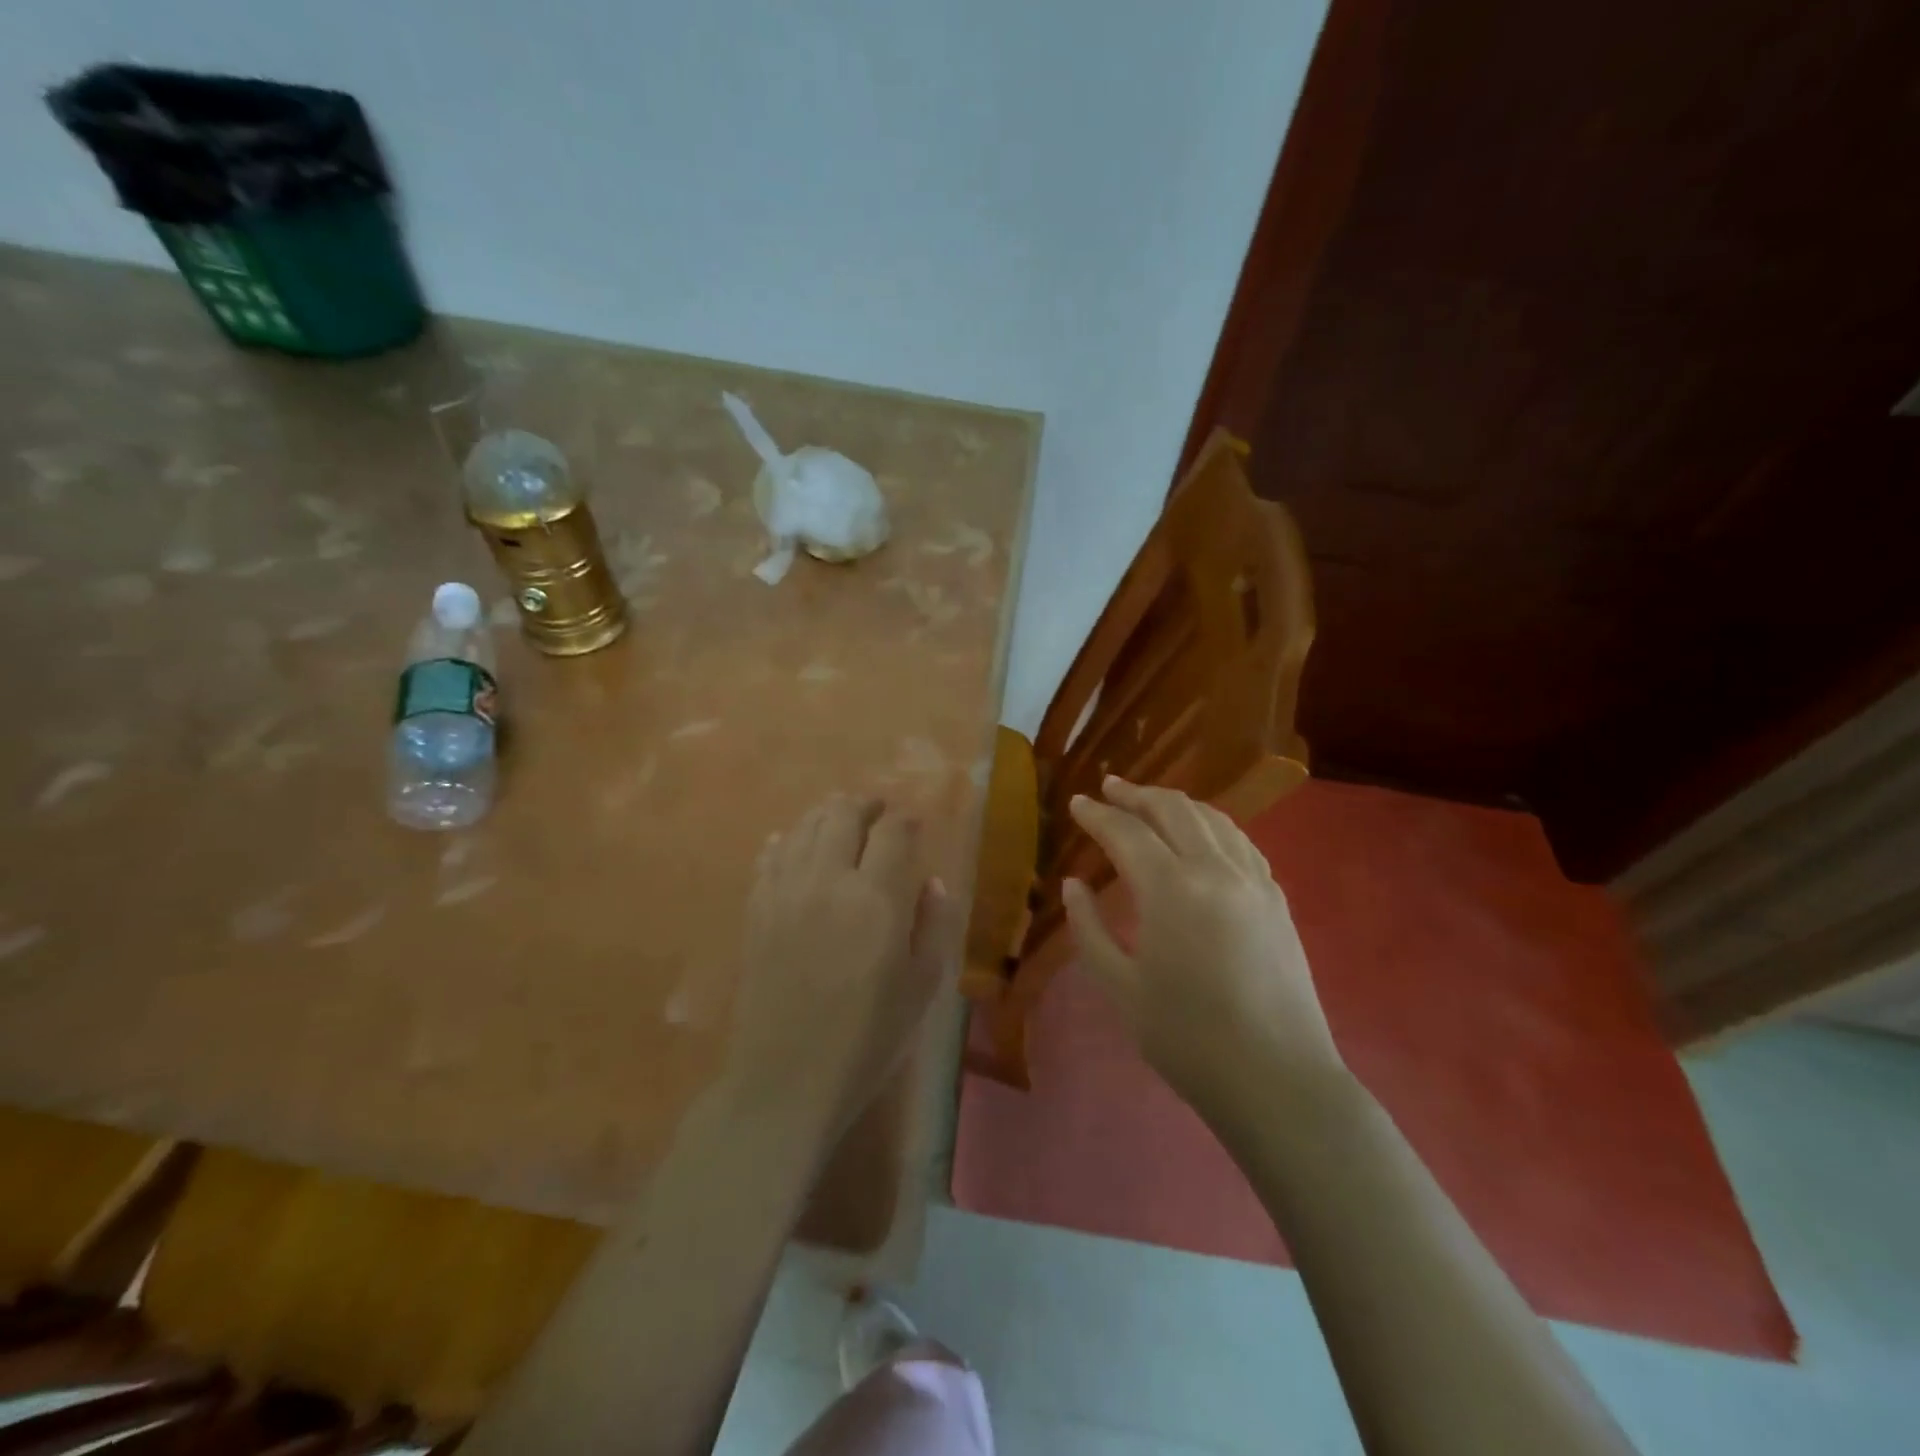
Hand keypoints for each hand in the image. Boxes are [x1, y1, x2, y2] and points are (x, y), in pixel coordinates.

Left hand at [728, 795, 950, 1140]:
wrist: (787, 1080)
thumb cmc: (868, 1039)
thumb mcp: (922, 987)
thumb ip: (934, 925)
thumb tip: (930, 882)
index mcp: (877, 898)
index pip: (893, 831)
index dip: (906, 819)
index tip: (914, 823)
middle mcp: (828, 881)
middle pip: (843, 815)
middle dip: (865, 805)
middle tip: (878, 811)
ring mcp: (785, 892)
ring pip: (804, 828)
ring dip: (827, 816)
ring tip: (841, 822)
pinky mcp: (756, 911)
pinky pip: (769, 857)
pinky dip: (785, 841)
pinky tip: (790, 843)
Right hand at [1063, 777, 1341, 1109]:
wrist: (1276, 1079)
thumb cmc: (1186, 1038)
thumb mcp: (1120, 987)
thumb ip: (1089, 928)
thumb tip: (1073, 884)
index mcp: (1171, 889)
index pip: (1127, 832)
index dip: (1098, 814)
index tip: (1077, 802)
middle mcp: (1215, 870)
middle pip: (1174, 809)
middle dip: (1137, 794)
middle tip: (1110, 788)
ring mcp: (1253, 881)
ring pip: (1213, 819)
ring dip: (1176, 803)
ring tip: (1151, 802)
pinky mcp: (1276, 899)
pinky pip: (1240, 842)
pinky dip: (1212, 826)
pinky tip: (1202, 835)